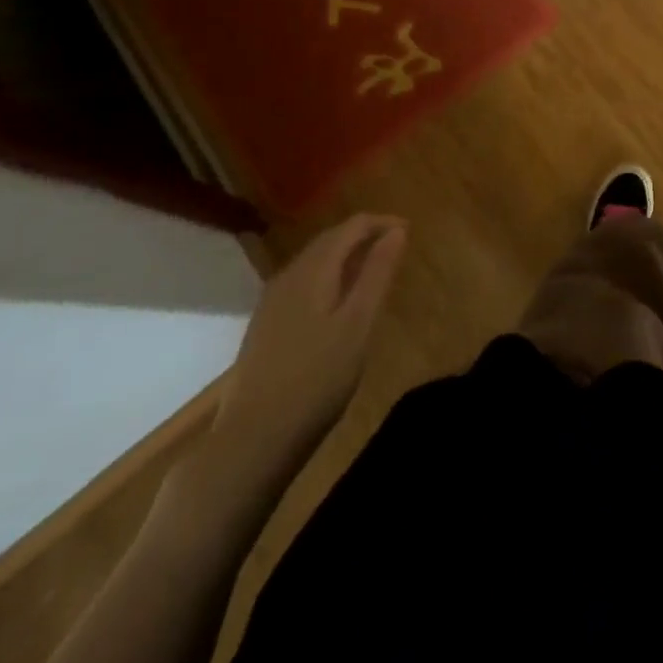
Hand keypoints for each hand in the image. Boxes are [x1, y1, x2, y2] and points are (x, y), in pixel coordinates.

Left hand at [210, 214, 406, 480]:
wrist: (253, 439)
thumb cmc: (317, 379)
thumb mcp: (359, 324)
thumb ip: (378, 273)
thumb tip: (397, 231)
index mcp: (314, 269)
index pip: (352, 226)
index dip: (383, 223)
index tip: (409, 233)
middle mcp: (289, 275)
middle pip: (331, 239)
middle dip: (364, 235)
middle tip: (396, 249)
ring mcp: (272, 300)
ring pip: (315, 260)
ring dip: (346, 256)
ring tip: (373, 271)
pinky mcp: (266, 324)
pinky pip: (304, 282)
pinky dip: (329, 276)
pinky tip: (338, 302)